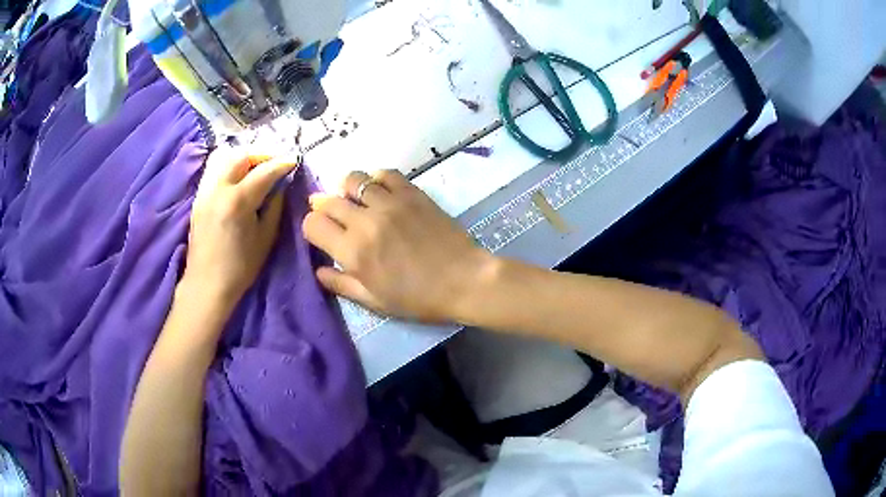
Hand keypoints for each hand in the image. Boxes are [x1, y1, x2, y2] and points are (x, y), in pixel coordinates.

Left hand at [183, 147, 298, 308]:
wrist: (207, 284)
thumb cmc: (240, 267)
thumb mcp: (266, 238)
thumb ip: (274, 206)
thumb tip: (281, 186)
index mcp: (238, 201)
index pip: (264, 171)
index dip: (282, 163)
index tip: (294, 161)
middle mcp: (218, 189)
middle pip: (241, 156)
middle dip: (262, 155)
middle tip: (275, 163)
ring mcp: (205, 191)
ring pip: (224, 158)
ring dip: (244, 157)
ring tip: (256, 167)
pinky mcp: (198, 198)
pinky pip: (215, 170)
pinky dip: (229, 166)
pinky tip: (238, 178)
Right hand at [302, 170, 492, 322]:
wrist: (465, 280)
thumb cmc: (419, 298)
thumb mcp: (375, 301)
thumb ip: (341, 284)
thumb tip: (318, 270)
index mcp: (353, 251)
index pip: (313, 224)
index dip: (312, 227)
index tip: (322, 234)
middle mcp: (365, 221)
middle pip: (328, 200)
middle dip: (324, 207)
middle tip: (334, 217)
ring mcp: (390, 203)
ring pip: (353, 179)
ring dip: (347, 189)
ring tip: (356, 201)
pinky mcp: (412, 193)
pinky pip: (385, 173)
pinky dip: (376, 179)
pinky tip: (380, 191)